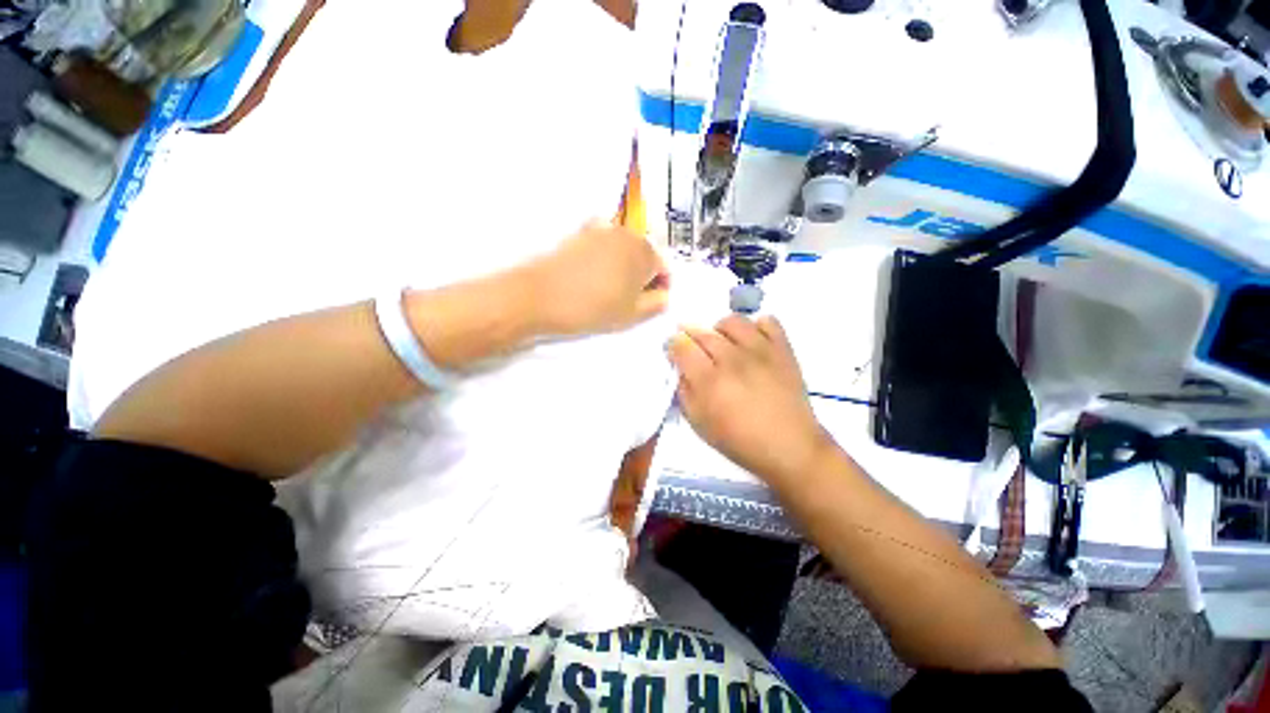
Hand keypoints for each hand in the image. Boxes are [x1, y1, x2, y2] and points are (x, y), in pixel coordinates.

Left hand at [523, 220, 669, 336]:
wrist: (543, 296)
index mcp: (645, 253)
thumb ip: (656, 304)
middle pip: (645, 254)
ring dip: (625, 265)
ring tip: (611, 287)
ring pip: (625, 248)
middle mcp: (628, 234)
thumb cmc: (594, 308)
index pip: (664, 268)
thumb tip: (663, 294)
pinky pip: (605, 243)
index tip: (648, 303)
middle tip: (629, 297)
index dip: (660, 287)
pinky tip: (595, 271)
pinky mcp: (582, 232)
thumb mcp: (632, 315)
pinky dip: (607, 255)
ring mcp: (603, 230)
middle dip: (643, 274)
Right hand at [669, 316, 831, 481]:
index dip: (673, 344)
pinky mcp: (783, 349)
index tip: (674, 349)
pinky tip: (751, 341)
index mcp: (709, 381)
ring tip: (723, 342)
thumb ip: (684, 392)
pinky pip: (767, 321)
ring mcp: (761, 351)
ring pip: (732, 321)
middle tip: (693, 345)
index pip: (682, 346)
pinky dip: (756, 326)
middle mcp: (733, 360)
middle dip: (691, 334)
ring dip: (720, 329)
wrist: (789, 447)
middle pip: (703, 332)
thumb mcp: (699, 424)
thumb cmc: (740, 441)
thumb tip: (681, 368)